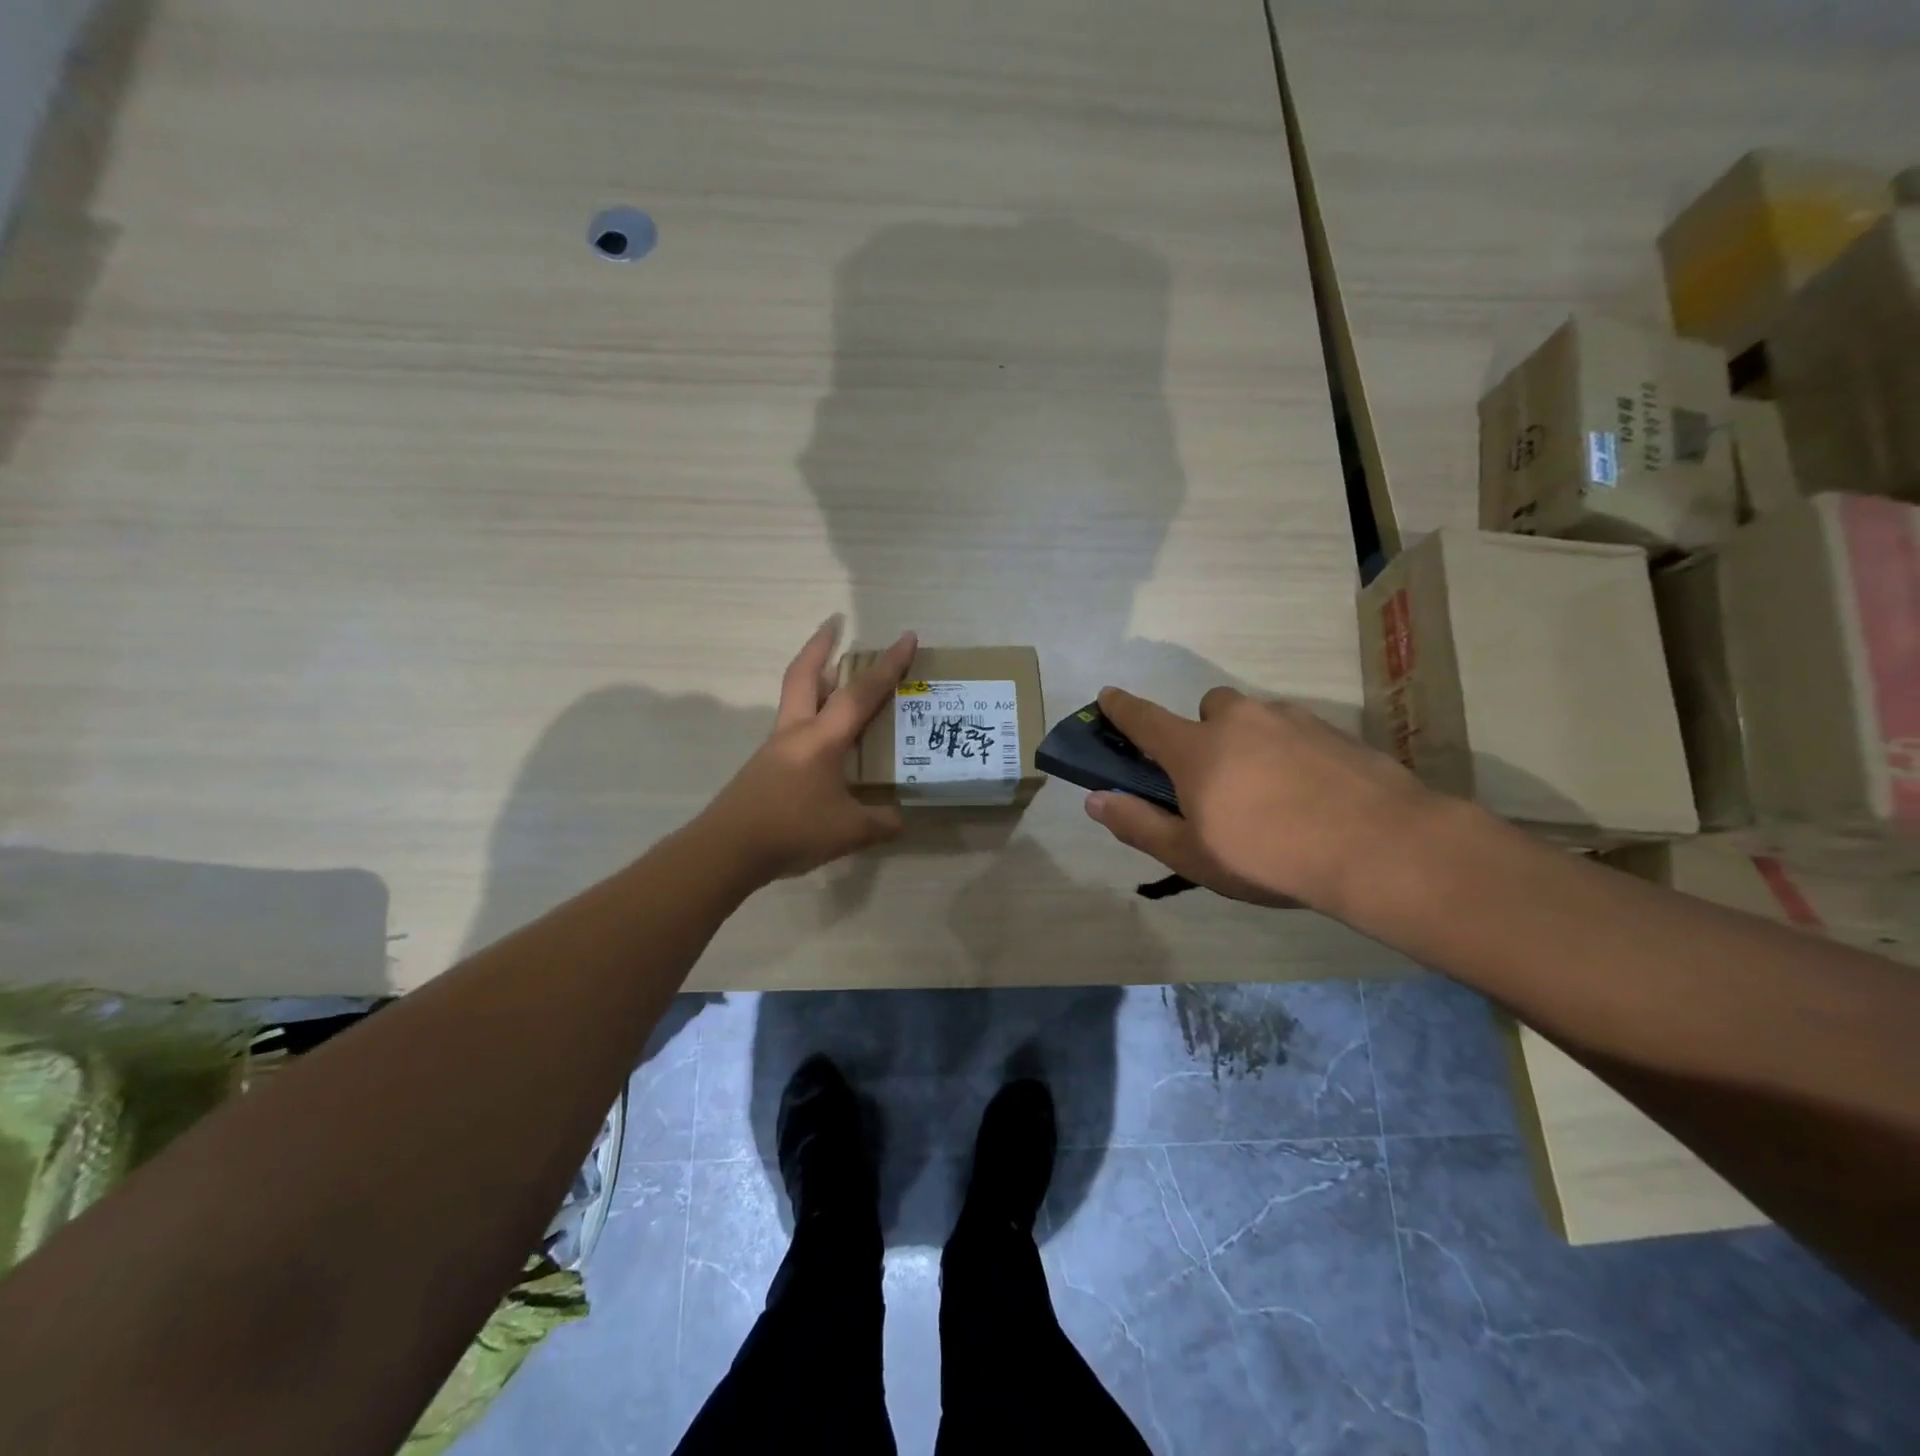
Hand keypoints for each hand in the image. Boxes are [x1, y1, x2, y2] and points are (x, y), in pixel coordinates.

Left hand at [700, 620, 916, 884]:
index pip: (860, 694)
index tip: (906, 637)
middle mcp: (795, 732)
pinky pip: (793, 728)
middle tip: (835, 623)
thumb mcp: (849, 832)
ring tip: (837, 676)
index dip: (887, 666)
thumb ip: (880, 823)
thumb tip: (901, 818)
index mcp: (821, 739)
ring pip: (795, 698)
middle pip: (804, 674)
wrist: (726, 850)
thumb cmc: (791, 831)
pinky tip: (825, 738)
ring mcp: (775, 748)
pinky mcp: (765, 767)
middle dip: (821, 644)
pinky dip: (811, 716)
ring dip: (814, 678)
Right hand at [1083, 685, 1439, 914]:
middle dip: (1204, 731)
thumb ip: (1138, 824)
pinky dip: (1292, 752)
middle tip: (1219, 778)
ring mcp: (1291, 720)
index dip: (1120, 707)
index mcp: (1196, 749)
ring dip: (1251, 740)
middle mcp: (1239, 721)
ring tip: (1271, 792)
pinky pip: (1298, 732)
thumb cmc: (1268, 855)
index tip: (1107, 696)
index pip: (1144, 719)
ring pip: (1257, 718)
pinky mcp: (1334, 731)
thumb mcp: (1192, 855)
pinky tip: (1312, 794)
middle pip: (1209, 708)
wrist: (1379, 846)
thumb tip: (1094, 799)